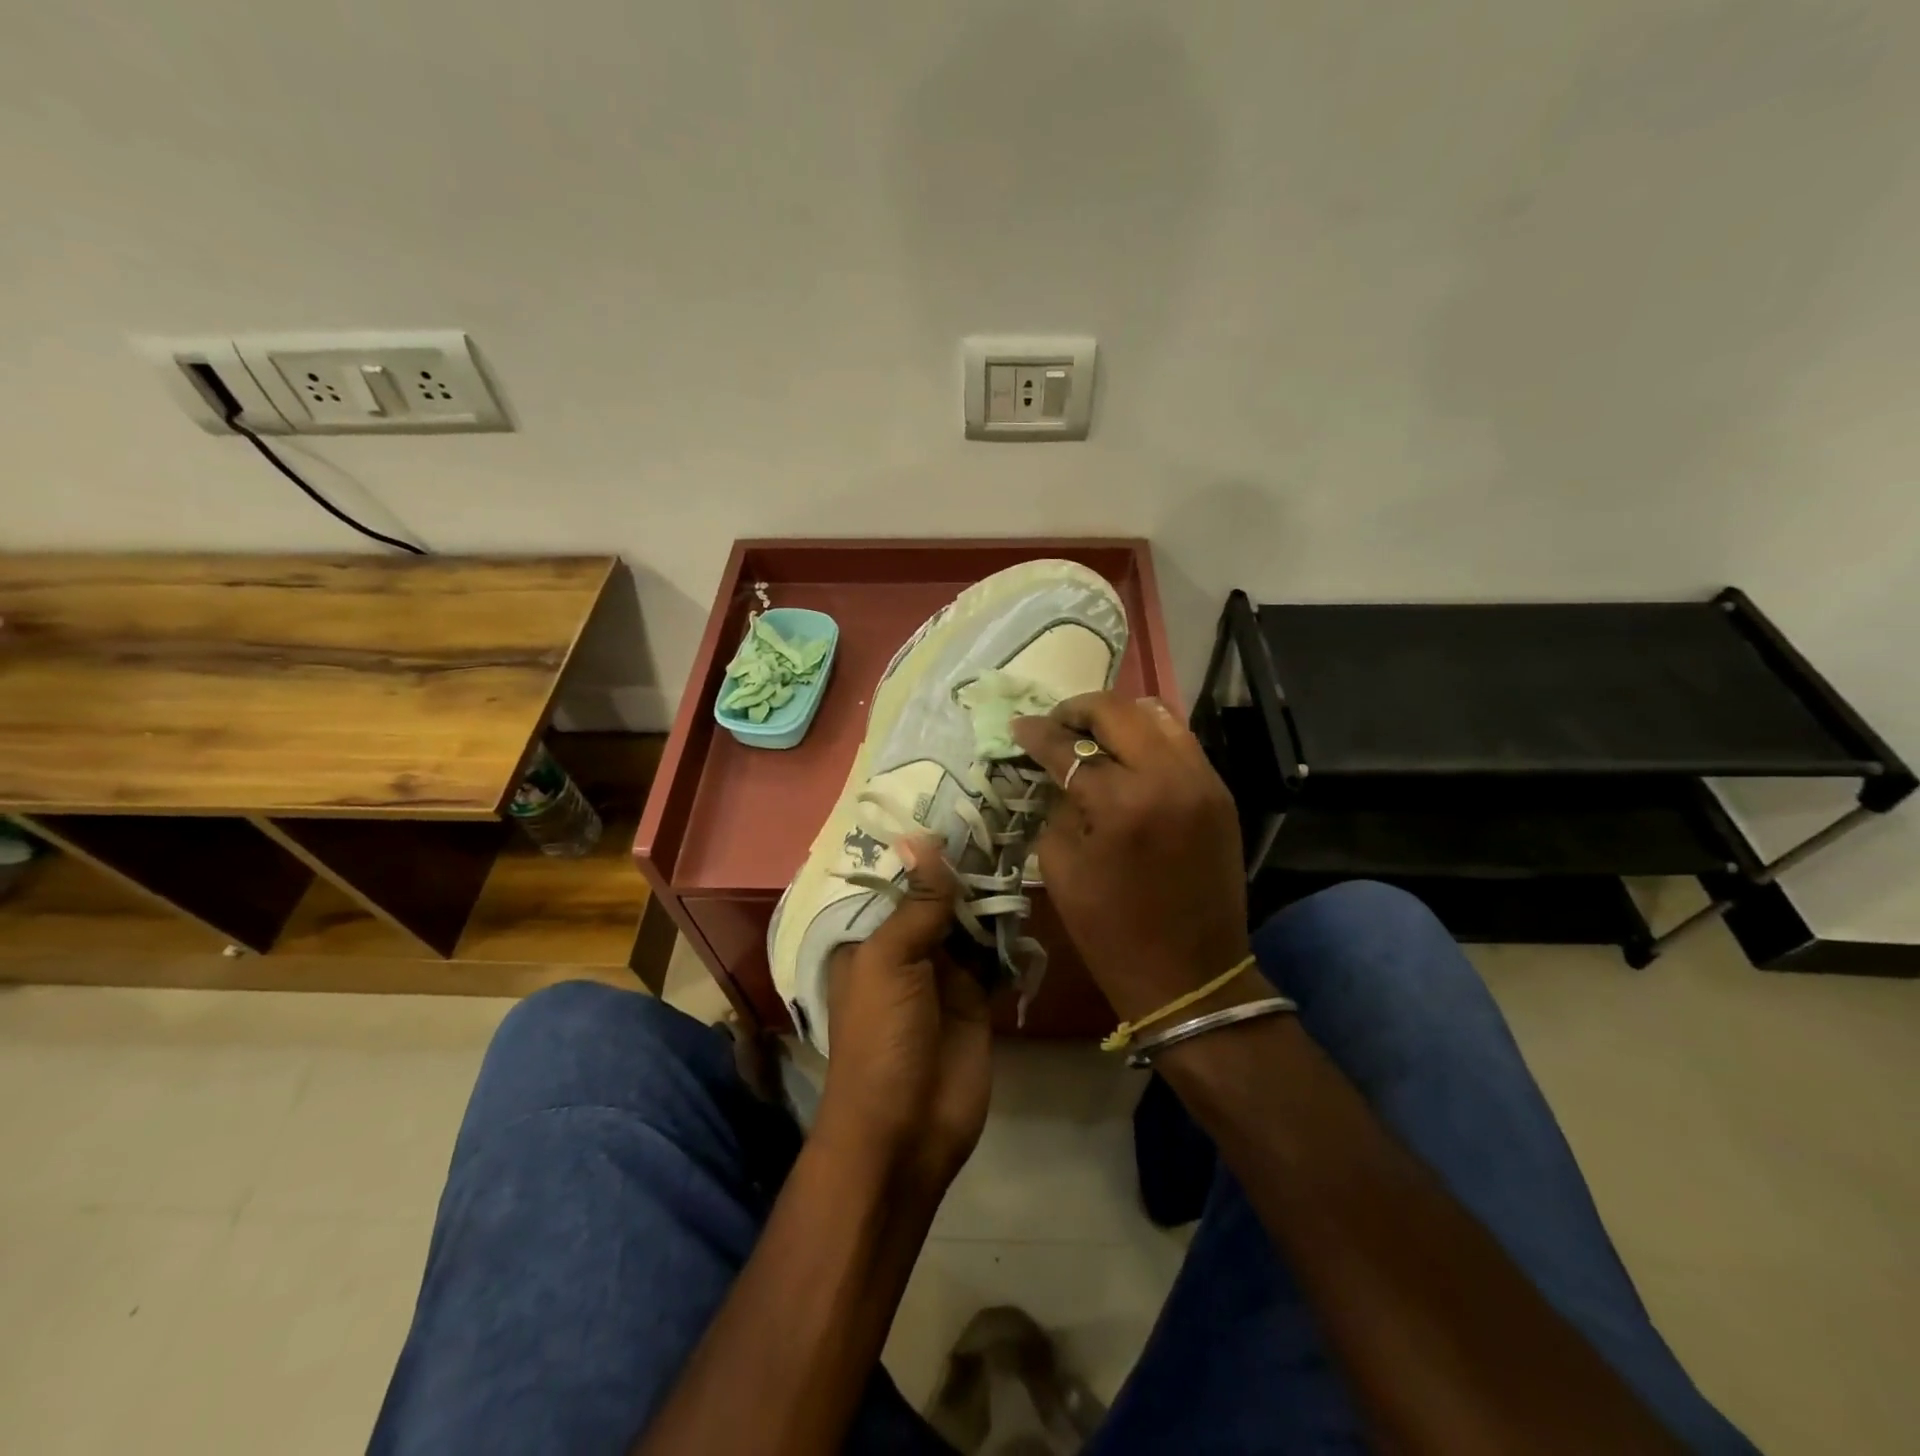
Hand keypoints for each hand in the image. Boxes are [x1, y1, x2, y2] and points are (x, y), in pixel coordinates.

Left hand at [818, 838, 991, 1197]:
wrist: (907, 1130)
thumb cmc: (881, 1038)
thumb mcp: (889, 962)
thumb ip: (916, 904)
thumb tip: (925, 839)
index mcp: (871, 937)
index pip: (897, 880)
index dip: (922, 847)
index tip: (953, 802)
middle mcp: (906, 948)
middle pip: (938, 897)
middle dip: (964, 866)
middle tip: (999, 814)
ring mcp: (944, 973)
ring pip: (970, 921)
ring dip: (991, 895)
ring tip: (1019, 843)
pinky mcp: (978, 997)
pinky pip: (996, 954)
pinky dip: (1010, 933)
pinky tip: (1029, 897)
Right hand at [1012, 694, 1253, 1024]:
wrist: (1192, 976)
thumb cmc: (1111, 932)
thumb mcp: (1060, 869)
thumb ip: (1057, 807)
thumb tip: (1057, 772)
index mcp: (1121, 804)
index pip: (1069, 748)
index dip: (1037, 733)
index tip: (1018, 726)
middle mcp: (1168, 778)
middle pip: (1118, 712)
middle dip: (1077, 710)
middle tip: (1054, 724)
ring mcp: (1203, 781)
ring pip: (1157, 715)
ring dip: (1118, 717)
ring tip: (1091, 734)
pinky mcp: (1221, 794)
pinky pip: (1181, 742)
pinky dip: (1148, 738)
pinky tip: (1127, 755)